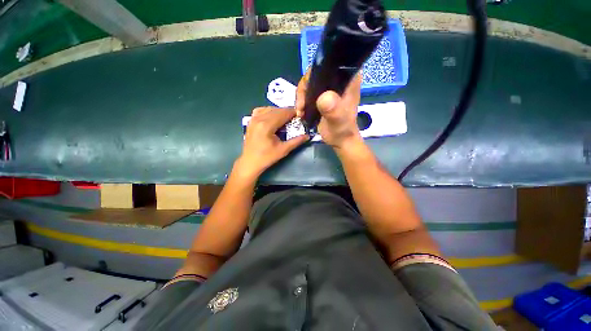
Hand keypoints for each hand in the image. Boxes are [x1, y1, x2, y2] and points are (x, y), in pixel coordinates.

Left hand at [235, 107, 308, 179]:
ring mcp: (253, 119)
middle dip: (287, 112)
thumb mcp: (283, 150)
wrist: (250, 162)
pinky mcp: (250, 121)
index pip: (283, 113)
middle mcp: (259, 118)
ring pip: (269, 109)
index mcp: (267, 125)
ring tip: (286, 118)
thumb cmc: (267, 157)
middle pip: (276, 110)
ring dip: (279, 111)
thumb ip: (296, 141)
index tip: (300, 115)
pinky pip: (260, 110)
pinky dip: (269, 111)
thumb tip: (307, 136)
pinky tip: (273, 117)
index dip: (293, 113)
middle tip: (295, 118)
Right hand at [295, 71, 362, 149]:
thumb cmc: (342, 131)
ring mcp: (331, 87)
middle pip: (316, 73)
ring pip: (310, 82)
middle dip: (305, 88)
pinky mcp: (324, 95)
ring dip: (301, 96)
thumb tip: (324, 98)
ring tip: (300, 111)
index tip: (307, 91)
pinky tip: (301, 111)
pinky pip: (309, 91)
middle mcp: (340, 79)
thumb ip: (333, 110)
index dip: (314, 73)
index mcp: (349, 79)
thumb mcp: (338, 122)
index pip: (329, 63)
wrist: (340, 140)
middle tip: (301, 105)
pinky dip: (303, 100)